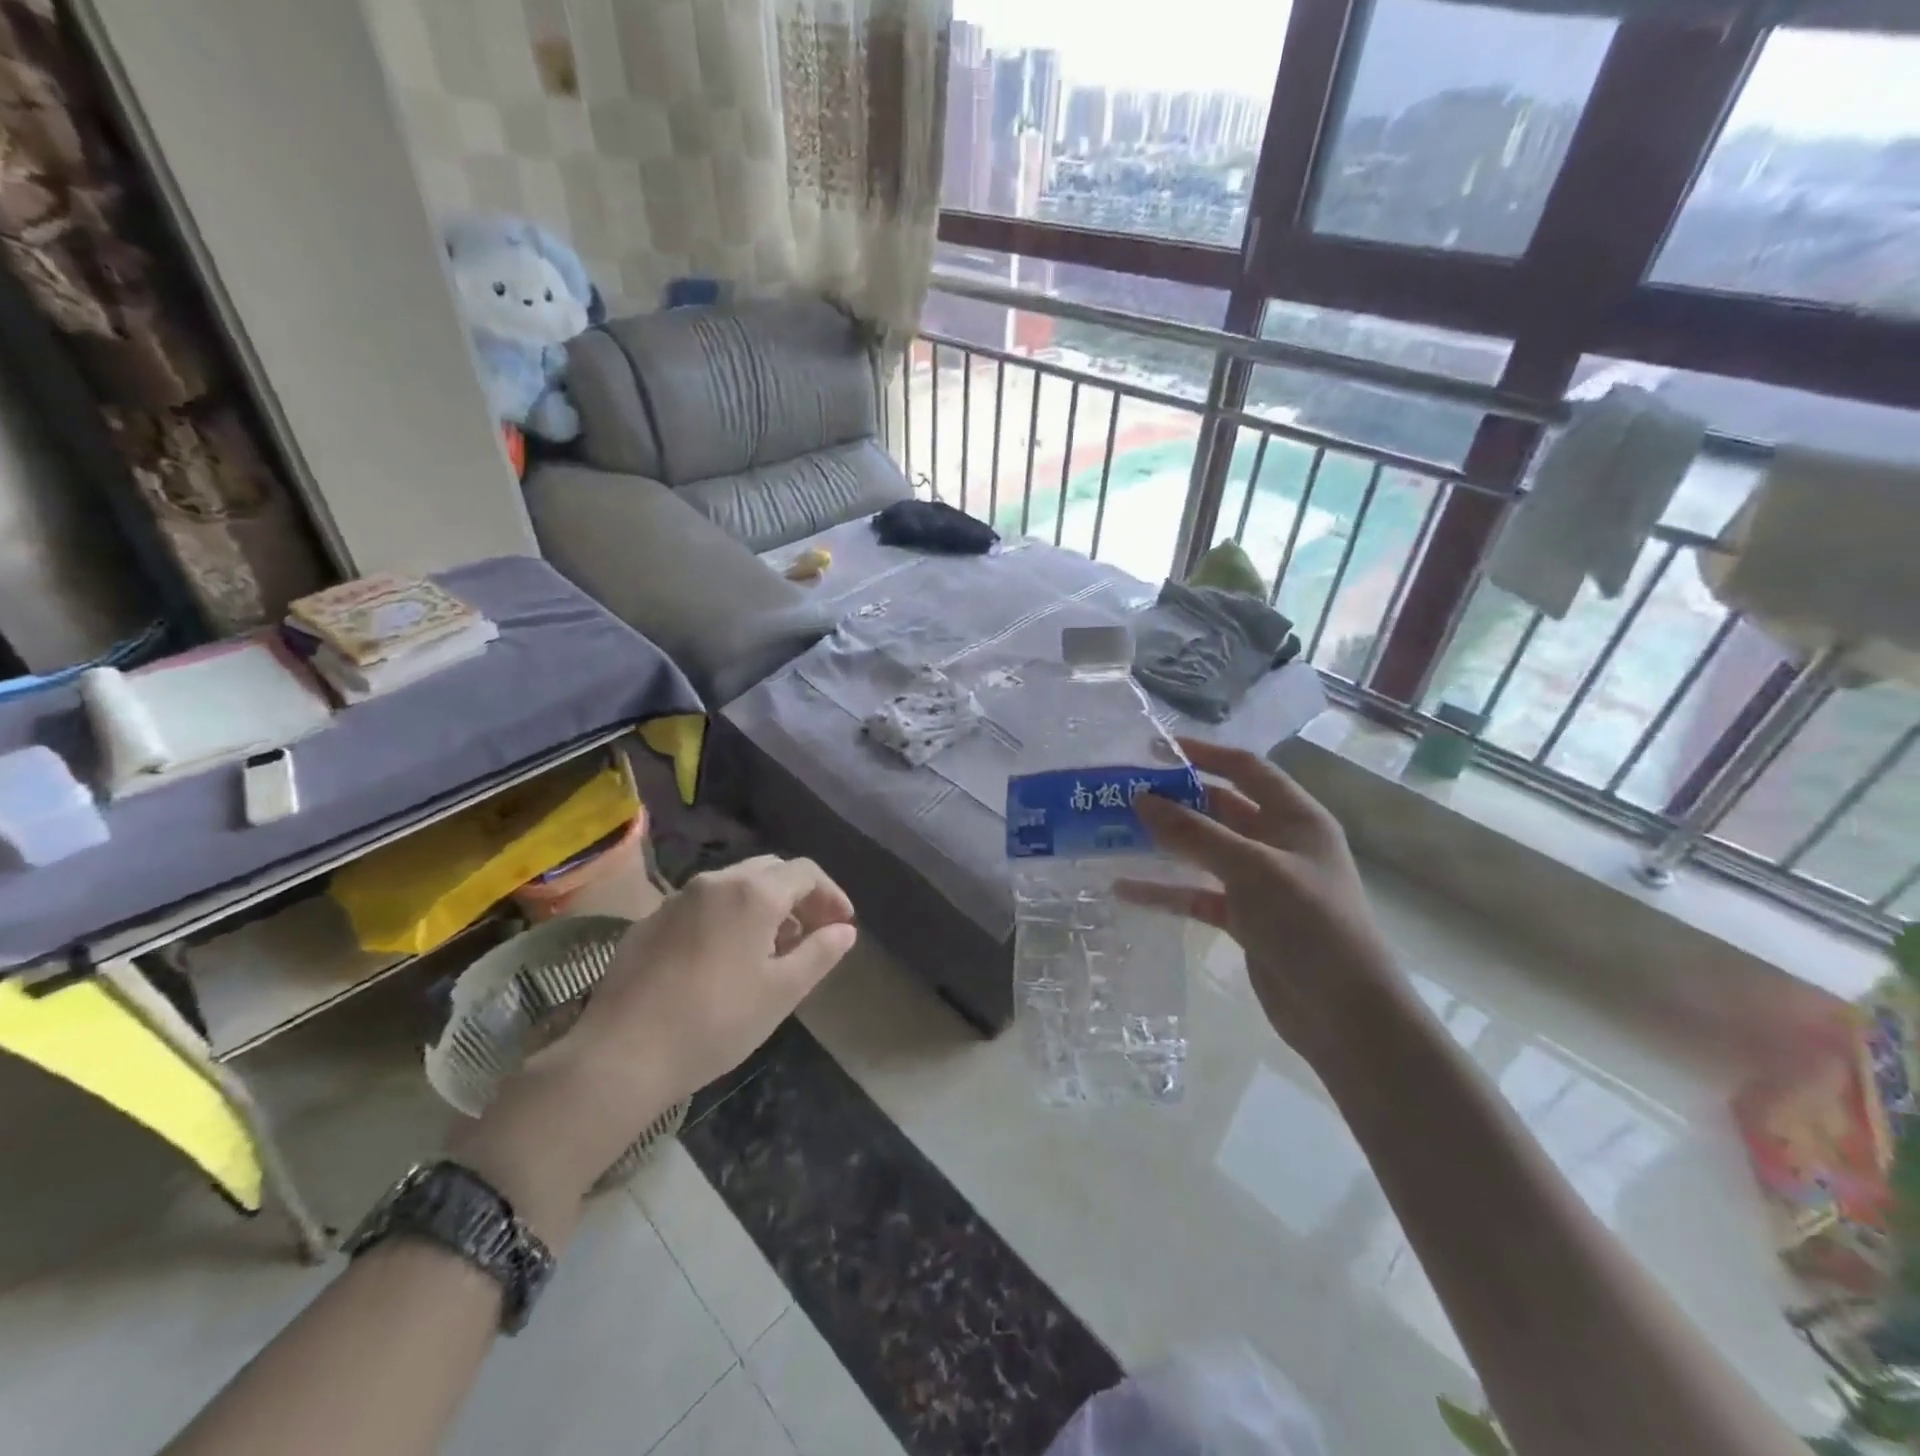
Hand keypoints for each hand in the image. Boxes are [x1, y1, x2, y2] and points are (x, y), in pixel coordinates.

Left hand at [453, 855, 855, 1235]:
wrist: (621, 1054)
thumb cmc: (715, 1022)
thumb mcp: (781, 992)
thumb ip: (820, 953)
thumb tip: (845, 931)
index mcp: (753, 893)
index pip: (806, 872)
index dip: (831, 895)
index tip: (843, 925)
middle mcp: (715, 882)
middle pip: (770, 871)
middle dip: (798, 896)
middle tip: (811, 933)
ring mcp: (677, 899)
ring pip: (734, 885)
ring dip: (763, 905)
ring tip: (772, 948)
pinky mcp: (649, 921)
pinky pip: (703, 904)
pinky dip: (728, 916)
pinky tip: (725, 958)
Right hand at [1123, 738, 1407, 1068]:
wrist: (1345, 1013)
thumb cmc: (1309, 923)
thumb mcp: (1251, 868)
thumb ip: (1195, 833)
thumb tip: (1141, 799)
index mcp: (1296, 818)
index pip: (1246, 769)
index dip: (1204, 754)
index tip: (1156, 749)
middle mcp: (1279, 843)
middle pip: (1221, 808)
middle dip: (1176, 800)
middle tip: (1124, 794)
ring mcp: (1261, 883)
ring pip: (1205, 851)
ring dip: (1166, 843)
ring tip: (1116, 833)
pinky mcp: (1246, 919)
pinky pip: (1198, 894)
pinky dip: (1167, 891)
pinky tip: (1127, 890)